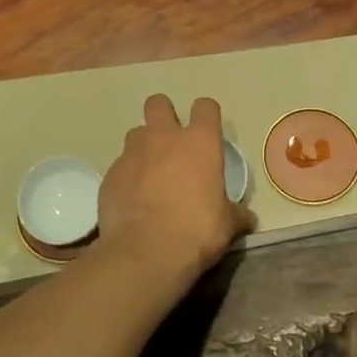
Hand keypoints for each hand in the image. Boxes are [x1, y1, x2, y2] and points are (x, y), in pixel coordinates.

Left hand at [98, 96, 251, 284]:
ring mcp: (132, 153)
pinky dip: (127, 177)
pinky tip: (132, 199)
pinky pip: (120, 166)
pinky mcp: (109, 174)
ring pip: (136, 133)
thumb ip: (236, 214)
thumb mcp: (227, 224)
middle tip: (171, 142)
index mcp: (199, 142)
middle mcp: (164, 138)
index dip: (207, 116)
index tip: (208, 132)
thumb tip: (247, 218)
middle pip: (158, 103)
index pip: (205, 107)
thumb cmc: (196, 231)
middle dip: (164, 115)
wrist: (146, 252)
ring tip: (150, 173)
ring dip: (144, 147)